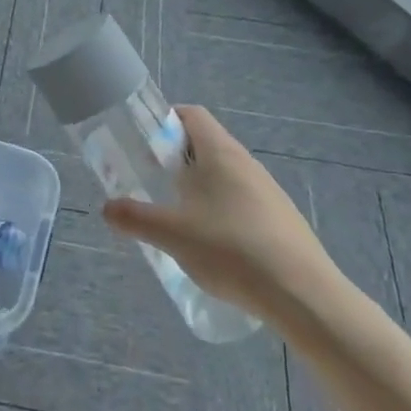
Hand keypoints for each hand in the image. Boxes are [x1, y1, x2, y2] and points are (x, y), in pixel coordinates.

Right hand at [102, 105, 342, 325]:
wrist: (303, 295)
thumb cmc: (231, 250)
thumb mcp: (172, 234)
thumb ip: (135, 218)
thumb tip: (107, 208)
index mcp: (220, 152)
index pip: (191, 114)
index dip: (165, 120)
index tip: (144, 143)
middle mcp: (246, 162)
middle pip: (206, 144)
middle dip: (177, 159)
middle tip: (153, 183)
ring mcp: (269, 191)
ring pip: (226, 175)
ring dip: (200, 187)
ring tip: (180, 218)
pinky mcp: (283, 220)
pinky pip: (244, 202)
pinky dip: (222, 211)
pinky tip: (215, 246)